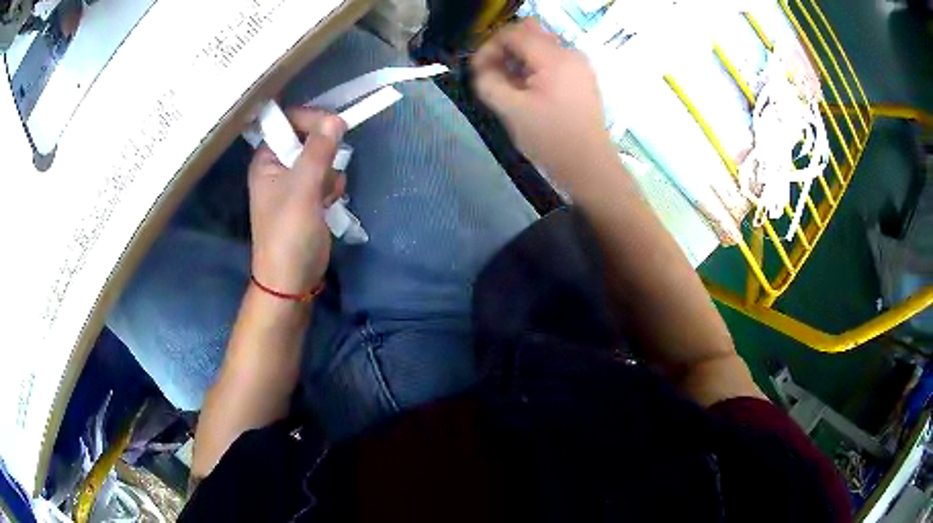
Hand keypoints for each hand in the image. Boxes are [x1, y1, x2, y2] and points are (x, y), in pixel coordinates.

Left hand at [248, 109, 346, 296]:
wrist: (292, 279)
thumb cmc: (289, 233)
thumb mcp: (303, 188)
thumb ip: (318, 151)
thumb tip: (335, 118)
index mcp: (267, 159)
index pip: (288, 122)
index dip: (310, 119)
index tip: (335, 126)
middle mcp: (278, 167)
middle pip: (308, 139)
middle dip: (324, 155)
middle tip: (325, 173)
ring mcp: (294, 183)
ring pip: (322, 160)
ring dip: (330, 175)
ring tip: (325, 197)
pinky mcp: (308, 199)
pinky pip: (327, 179)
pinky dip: (332, 189)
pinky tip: (329, 206)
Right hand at [472, 19, 613, 186]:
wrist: (590, 167)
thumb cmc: (552, 140)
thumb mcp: (511, 111)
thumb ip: (488, 82)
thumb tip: (481, 69)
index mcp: (554, 58)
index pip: (513, 33)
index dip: (489, 48)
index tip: (478, 71)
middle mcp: (570, 53)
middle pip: (529, 32)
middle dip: (505, 48)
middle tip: (493, 73)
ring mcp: (579, 65)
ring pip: (540, 45)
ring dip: (519, 58)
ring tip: (508, 86)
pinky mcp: (582, 78)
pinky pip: (552, 59)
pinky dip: (534, 67)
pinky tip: (527, 90)